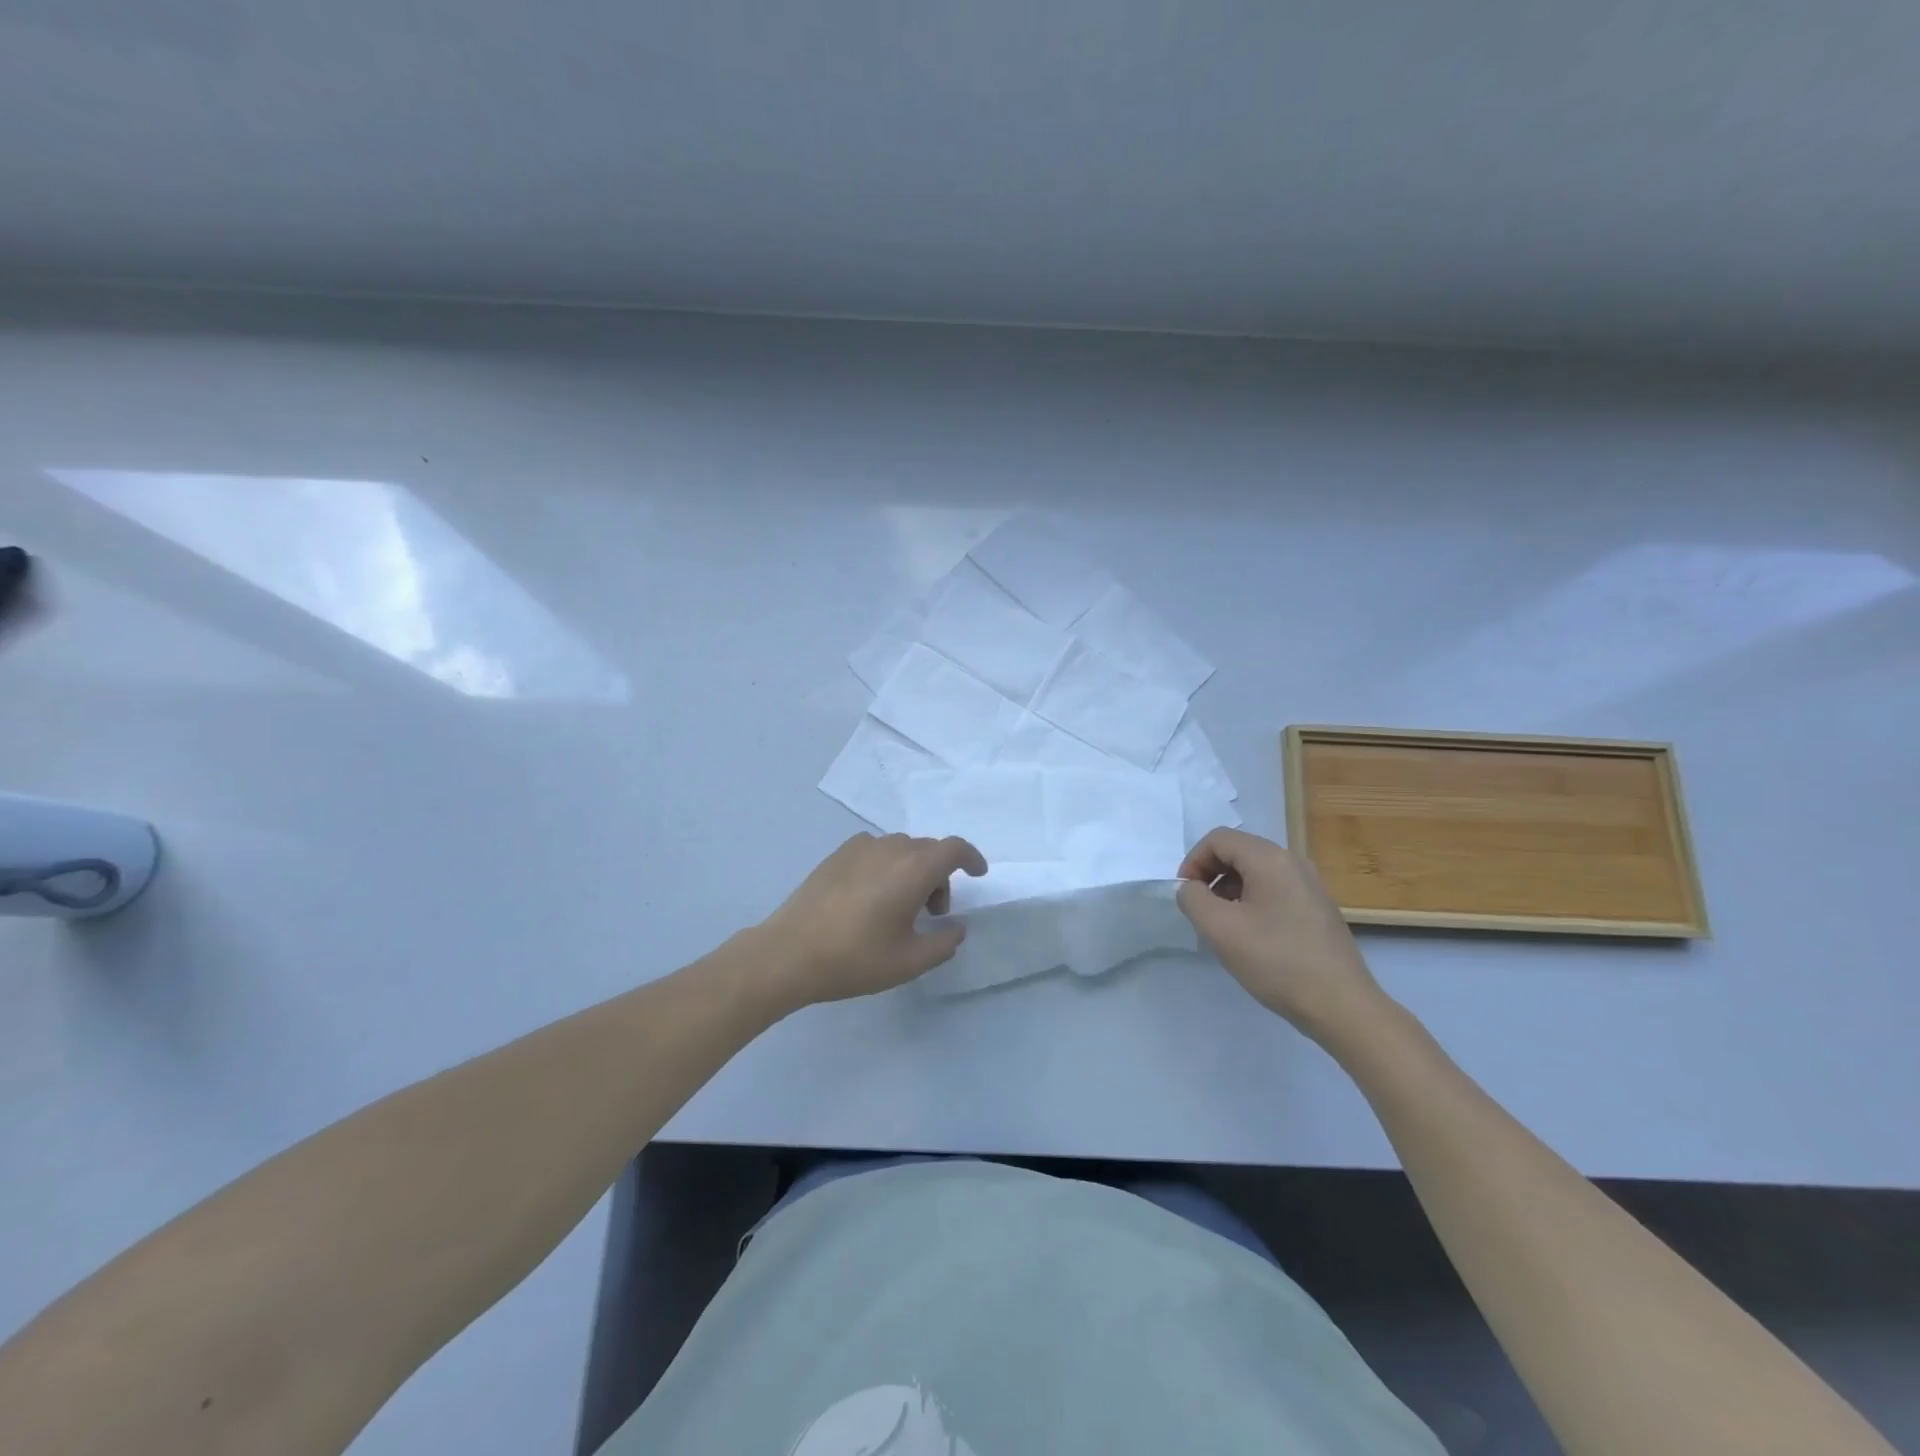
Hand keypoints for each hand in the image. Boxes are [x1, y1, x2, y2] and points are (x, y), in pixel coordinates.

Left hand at [758, 833, 987, 1006]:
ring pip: (901, 849)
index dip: (971, 858)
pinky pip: (875, 851)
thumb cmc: (855, 958)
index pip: (954, 849)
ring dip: (912, 870)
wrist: (789, 953)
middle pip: (928, 850)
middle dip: (939, 876)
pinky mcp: (836, 855)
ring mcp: (859, 848)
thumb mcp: (909, 961)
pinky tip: (871, 896)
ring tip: (900, 908)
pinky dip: (886, 866)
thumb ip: (944, 943)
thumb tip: (956, 928)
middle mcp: (890, 848)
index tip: (978, 875)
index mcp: (914, 869)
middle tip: (933, 913)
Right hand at [1176, 828, 1386, 1043]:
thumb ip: (1193, 898)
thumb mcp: (1220, 929)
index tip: (1185, 895)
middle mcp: (1293, 862)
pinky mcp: (1317, 908)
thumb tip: (1191, 888)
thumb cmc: (1276, 961)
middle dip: (1210, 876)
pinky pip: (1273, 890)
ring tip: (1223, 927)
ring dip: (1229, 890)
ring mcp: (1309, 885)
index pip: (1218, 839)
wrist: (1341, 1006)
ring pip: (1255, 872)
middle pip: (1238, 852)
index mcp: (1270, 859)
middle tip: (1200, 911)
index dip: (1193, 861)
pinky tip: (1250, 937)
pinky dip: (1251, 902)